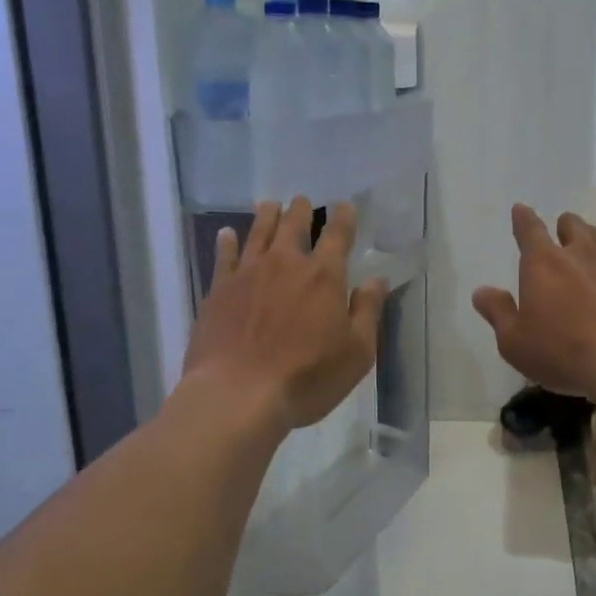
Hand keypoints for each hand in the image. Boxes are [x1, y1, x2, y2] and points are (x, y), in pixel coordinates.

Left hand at [184, 198, 388, 430]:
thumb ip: (367, 311)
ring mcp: (248, 275)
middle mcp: (285, 265)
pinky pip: (224, 256)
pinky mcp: (219, 291)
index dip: (344, 217)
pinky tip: (226, 234)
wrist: (238, 394)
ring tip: (270, 204)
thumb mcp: (356, 353)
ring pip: (258, 233)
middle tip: (303, 201)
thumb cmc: (307, 377)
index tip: (345, 204)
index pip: (338, 236)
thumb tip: (377, 280)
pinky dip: (227, 242)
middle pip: (294, 226)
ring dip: (267, 216)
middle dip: (301, 210)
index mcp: (324, 277)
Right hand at [472, 205, 595, 403]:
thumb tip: (481, 291)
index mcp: (544, 263)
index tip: (521, 208)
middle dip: (564, 226)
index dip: (523, 218)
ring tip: (590, 248)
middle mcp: (581, 255)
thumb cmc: (563, 352)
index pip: (529, 230)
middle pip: (573, 226)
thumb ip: (498, 313)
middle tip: (561, 231)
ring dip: (593, 240)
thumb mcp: (515, 343)